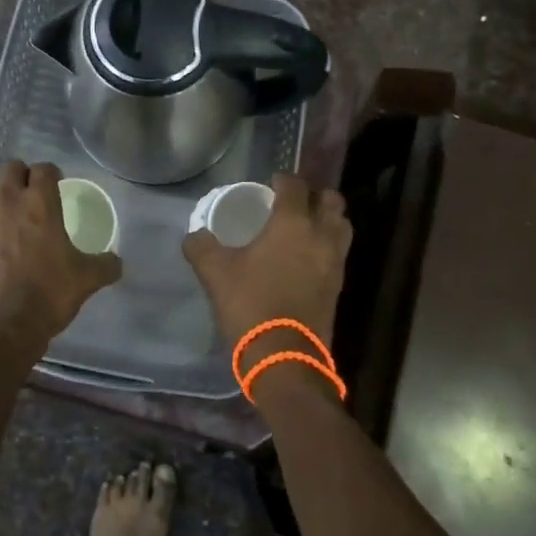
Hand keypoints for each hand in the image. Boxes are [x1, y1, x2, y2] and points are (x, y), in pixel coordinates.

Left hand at [0, 161, 121, 359]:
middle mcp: (6, 199)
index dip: (51, 174)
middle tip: (27, 194)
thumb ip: (105, 264)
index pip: (44, 169)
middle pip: (11, 167)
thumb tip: (116, 262)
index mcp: (41, 203)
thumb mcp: (86, 280)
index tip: (54, 185)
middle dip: (21, 175)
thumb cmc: (47, 297)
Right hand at [183, 173, 351, 353]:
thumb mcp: (215, 272)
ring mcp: (335, 262)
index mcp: (292, 223)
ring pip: (342, 226)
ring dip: (328, 219)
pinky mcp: (338, 286)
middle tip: (294, 200)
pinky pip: (339, 252)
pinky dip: (328, 245)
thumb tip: (194, 236)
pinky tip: (308, 256)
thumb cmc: (250, 304)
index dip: (283, 179)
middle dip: (315, 195)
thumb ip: (201, 247)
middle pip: (331, 201)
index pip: (295, 186)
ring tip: (306, 225)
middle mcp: (320, 235)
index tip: (271, 182)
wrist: (284, 356)